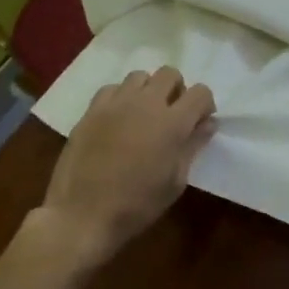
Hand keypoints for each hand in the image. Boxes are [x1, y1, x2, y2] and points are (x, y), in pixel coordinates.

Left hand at [24, 67, 215, 271]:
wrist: (81, 215)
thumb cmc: (137, 205)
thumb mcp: (175, 182)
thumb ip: (193, 146)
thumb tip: (207, 124)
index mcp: (172, 123)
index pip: (200, 92)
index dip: (204, 104)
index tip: (199, 122)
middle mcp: (146, 104)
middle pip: (169, 74)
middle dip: (177, 90)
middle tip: (172, 115)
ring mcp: (115, 104)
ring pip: (139, 76)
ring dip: (148, 90)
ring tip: (143, 115)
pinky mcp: (91, 111)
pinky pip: (112, 89)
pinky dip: (120, 97)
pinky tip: (118, 119)